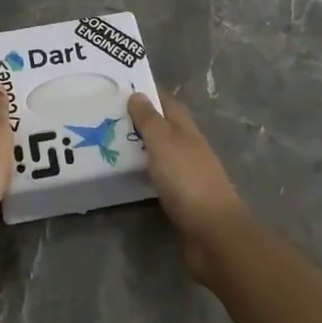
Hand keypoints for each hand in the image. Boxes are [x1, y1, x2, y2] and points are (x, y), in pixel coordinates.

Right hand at [128, 93, 249, 284]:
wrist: (213, 234)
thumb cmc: (187, 180)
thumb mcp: (163, 143)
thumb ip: (149, 120)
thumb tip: (138, 95)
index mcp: (187, 131)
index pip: (168, 103)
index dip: (149, 94)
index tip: (124, 88)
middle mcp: (189, 149)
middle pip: (165, 128)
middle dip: (141, 121)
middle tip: (108, 117)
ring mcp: (188, 175)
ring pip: (161, 153)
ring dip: (141, 147)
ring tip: (110, 144)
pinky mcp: (182, 200)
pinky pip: (159, 178)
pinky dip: (144, 172)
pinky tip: (128, 175)